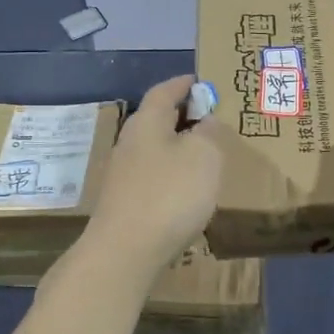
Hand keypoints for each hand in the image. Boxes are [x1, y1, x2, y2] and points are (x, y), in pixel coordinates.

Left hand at [81, 75, 228, 284]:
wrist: (124, 252)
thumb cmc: (169, 194)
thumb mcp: (203, 156)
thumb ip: (208, 133)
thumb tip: (205, 120)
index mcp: (147, 122)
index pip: (164, 91)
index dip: (183, 84)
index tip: (200, 81)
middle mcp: (130, 143)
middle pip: (157, 120)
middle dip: (182, 116)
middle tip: (210, 118)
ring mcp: (123, 175)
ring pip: (154, 149)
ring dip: (177, 148)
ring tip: (204, 154)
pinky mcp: (124, 202)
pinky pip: (152, 176)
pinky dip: (171, 174)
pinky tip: (187, 190)